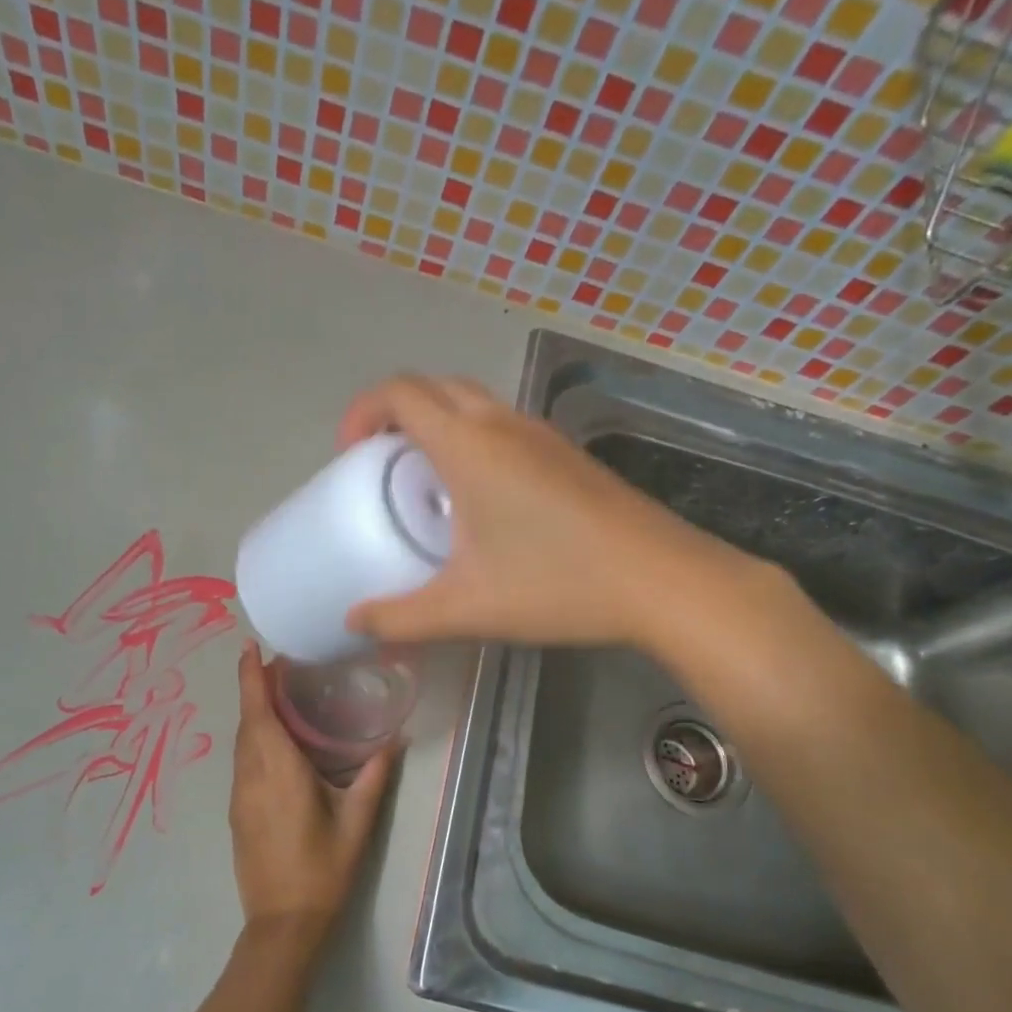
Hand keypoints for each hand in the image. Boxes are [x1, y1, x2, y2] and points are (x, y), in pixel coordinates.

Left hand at [229, 641, 392, 939]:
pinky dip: (254, 739)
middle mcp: (251, 776)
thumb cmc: (322, 870)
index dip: (250, 677)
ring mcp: (239, 796)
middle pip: (246, 722)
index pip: (257, 712)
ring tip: (280, 696)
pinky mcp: (237, 812)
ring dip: (254, 714)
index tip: (249, 647)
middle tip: (282, 666)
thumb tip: (394, 741)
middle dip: (255, 689)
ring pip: (241, 742)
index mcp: (278, 771)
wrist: (283, 924)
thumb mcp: (357, 822)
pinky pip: (242, 761)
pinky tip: (277, 742)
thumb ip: (374, 777)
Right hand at [336, 374, 772, 649]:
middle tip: (381, 466)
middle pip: (435, 388)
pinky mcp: (568, 455)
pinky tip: (481, 502)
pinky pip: (504, 427)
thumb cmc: (557, 584)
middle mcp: (504, 424)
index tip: (349, 457)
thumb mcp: (466, 607)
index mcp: (470, 445)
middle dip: (395, 415)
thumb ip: (400, 617)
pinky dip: (473, 441)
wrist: (662, 581)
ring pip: (474, 403)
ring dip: (437, 425)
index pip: (400, 392)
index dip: (362, 412)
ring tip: (425, 483)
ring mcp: (543, 435)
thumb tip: (354, 623)